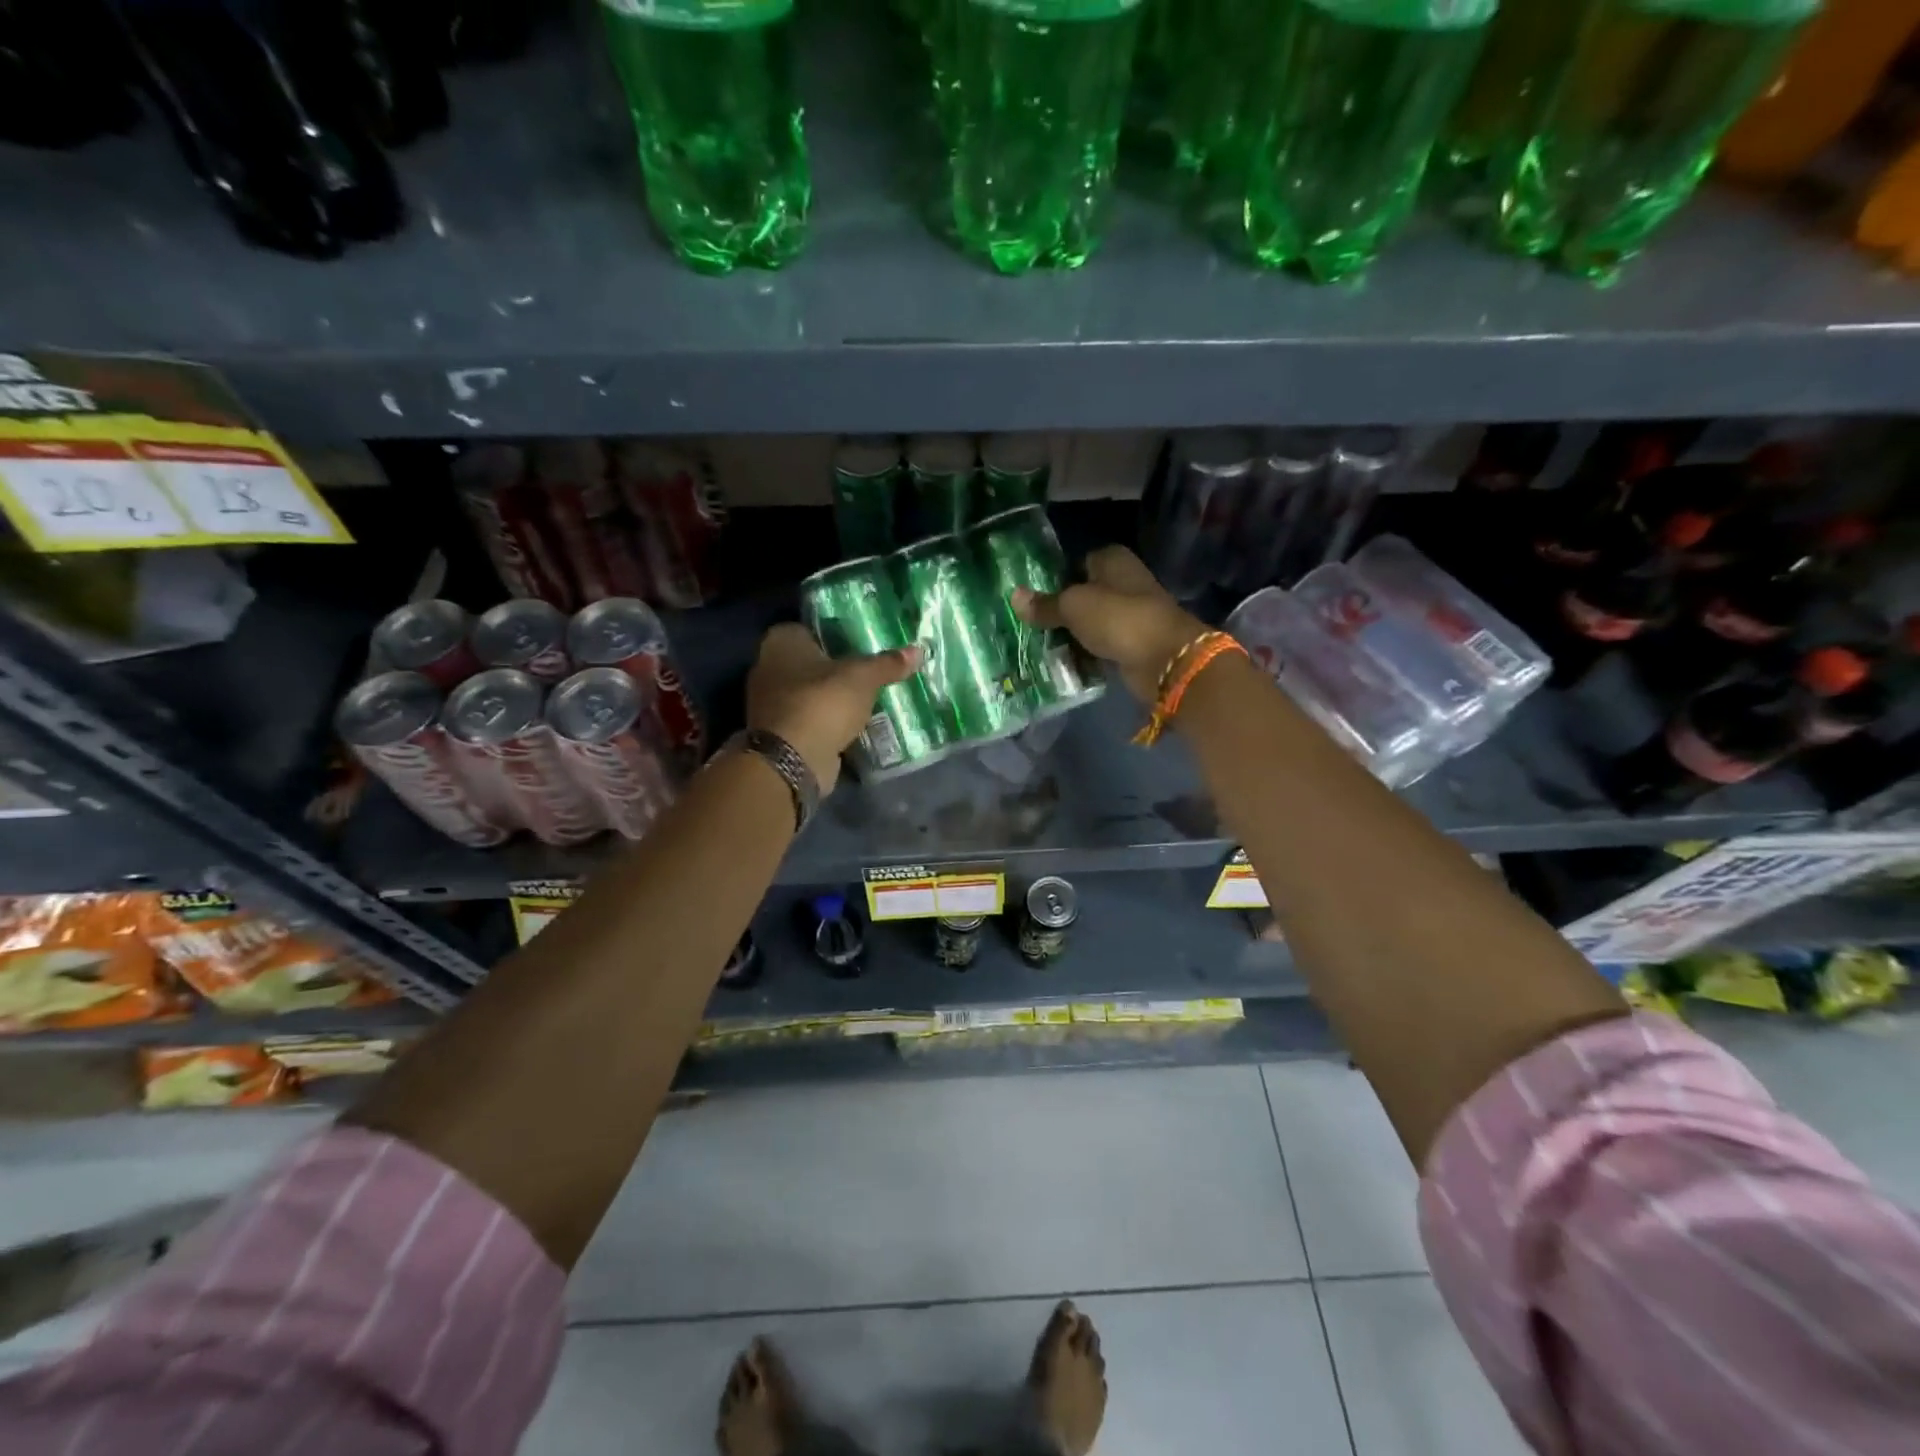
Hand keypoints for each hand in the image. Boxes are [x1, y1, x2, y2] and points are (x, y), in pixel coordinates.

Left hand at [745, 623, 921, 793]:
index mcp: (781, 641)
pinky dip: (828, 722)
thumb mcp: (863, 678)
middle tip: (871, 672)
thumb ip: (888, 664)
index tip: (863, 645)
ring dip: (833, 698)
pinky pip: (811, 719)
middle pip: (811, 662)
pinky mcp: (780, 732)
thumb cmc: (822, 702)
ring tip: (868, 699)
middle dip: (837, 669)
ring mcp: (771, 703)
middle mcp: (768, 667)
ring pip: (811, 693)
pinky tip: (853, 725)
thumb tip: (919, 650)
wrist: (791, 760)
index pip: (812, 628)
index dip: (837, 635)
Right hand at [1014, 546, 1206, 700]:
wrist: (1165, 659)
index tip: (1030, 596)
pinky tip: (1059, 663)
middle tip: (1027, 624)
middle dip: (1058, 610)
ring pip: (1089, 623)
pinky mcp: (1131, 644)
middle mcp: (1123, 583)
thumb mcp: (1073, 607)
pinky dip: (1084, 654)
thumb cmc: (1118, 618)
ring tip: (1036, 646)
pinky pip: (1099, 646)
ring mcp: (1129, 615)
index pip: (1076, 562)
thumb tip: (1014, 596)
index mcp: (1113, 561)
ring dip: (1070, 635)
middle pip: (1082, 594)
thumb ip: (1044, 604)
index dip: (1054, 577)